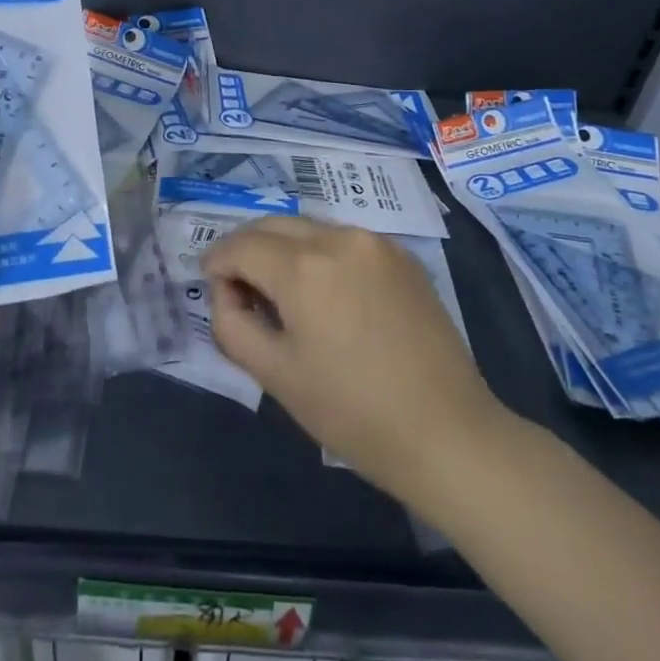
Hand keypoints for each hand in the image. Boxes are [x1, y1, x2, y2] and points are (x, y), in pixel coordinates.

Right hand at [202, 216, 514, 503]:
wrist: (448, 434)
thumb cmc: (352, 413)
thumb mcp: (275, 374)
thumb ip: (232, 323)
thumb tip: (226, 291)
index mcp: (303, 268)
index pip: (240, 245)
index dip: (217, 262)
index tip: (211, 286)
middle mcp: (338, 238)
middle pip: (273, 225)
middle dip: (246, 249)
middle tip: (239, 287)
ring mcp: (375, 243)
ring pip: (308, 228)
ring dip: (283, 249)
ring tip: (281, 293)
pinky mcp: (402, 256)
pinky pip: (343, 240)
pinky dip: (320, 254)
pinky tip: (325, 293)